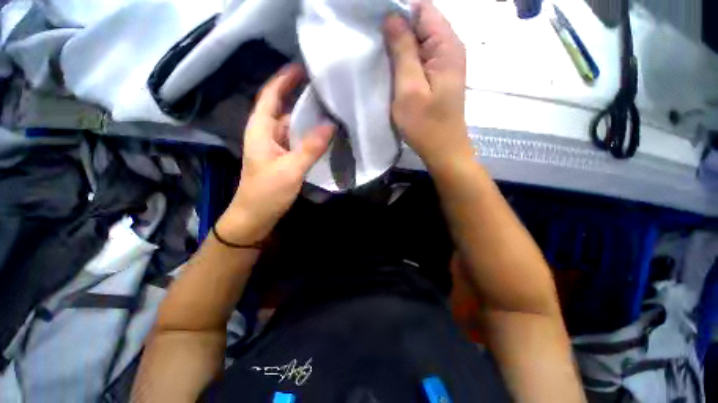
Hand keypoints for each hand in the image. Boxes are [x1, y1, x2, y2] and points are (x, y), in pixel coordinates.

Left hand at [216, 64, 333, 243]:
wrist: (254, 217)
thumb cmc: (266, 192)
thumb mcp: (290, 169)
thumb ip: (310, 147)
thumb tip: (331, 125)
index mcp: (261, 129)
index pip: (270, 95)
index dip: (284, 79)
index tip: (302, 67)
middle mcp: (267, 133)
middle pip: (284, 108)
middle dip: (302, 97)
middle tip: (325, 90)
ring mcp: (276, 147)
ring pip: (292, 126)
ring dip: (308, 118)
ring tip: (329, 110)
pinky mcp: (283, 158)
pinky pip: (297, 140)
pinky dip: (309, 135)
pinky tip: (323, 135)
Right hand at [384, 0, 471, 169]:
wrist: (442, 150)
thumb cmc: (425, 125)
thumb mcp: (409, 89)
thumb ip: (403, 51)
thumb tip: (392, 17)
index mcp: (446, 45)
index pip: (423, 9)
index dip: (399, 11)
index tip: (376, 24)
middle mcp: (450, 48)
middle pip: (422, 23)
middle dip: (398, 29)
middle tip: (375, 44)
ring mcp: (445, 63)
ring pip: (420, 41)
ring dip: (401, 46)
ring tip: (381, 57)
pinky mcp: (439, 77)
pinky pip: (421, 58)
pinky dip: (406, 60)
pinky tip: (394, 69)